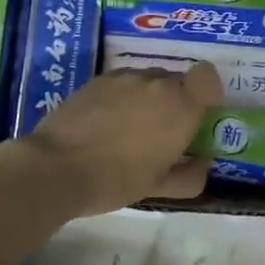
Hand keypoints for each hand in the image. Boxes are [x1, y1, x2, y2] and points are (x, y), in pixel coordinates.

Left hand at [20, 63, 223, 213]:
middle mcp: (156, 82)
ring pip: (147, 81)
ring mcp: (124, 77)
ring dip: (147, 99)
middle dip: (174, 102)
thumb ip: (190, 175)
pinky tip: (104, 125)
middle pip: (176, 81)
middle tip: (161, 134)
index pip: (207, 76)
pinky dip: (121, 98)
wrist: (56, 167)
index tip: (197, 115)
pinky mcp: (97, 80)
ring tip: (128, 131)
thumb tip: (202, 163)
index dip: (206, 92)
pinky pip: (122, 83)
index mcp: (180, 105)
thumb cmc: (116, 179)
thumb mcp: (159, 187)